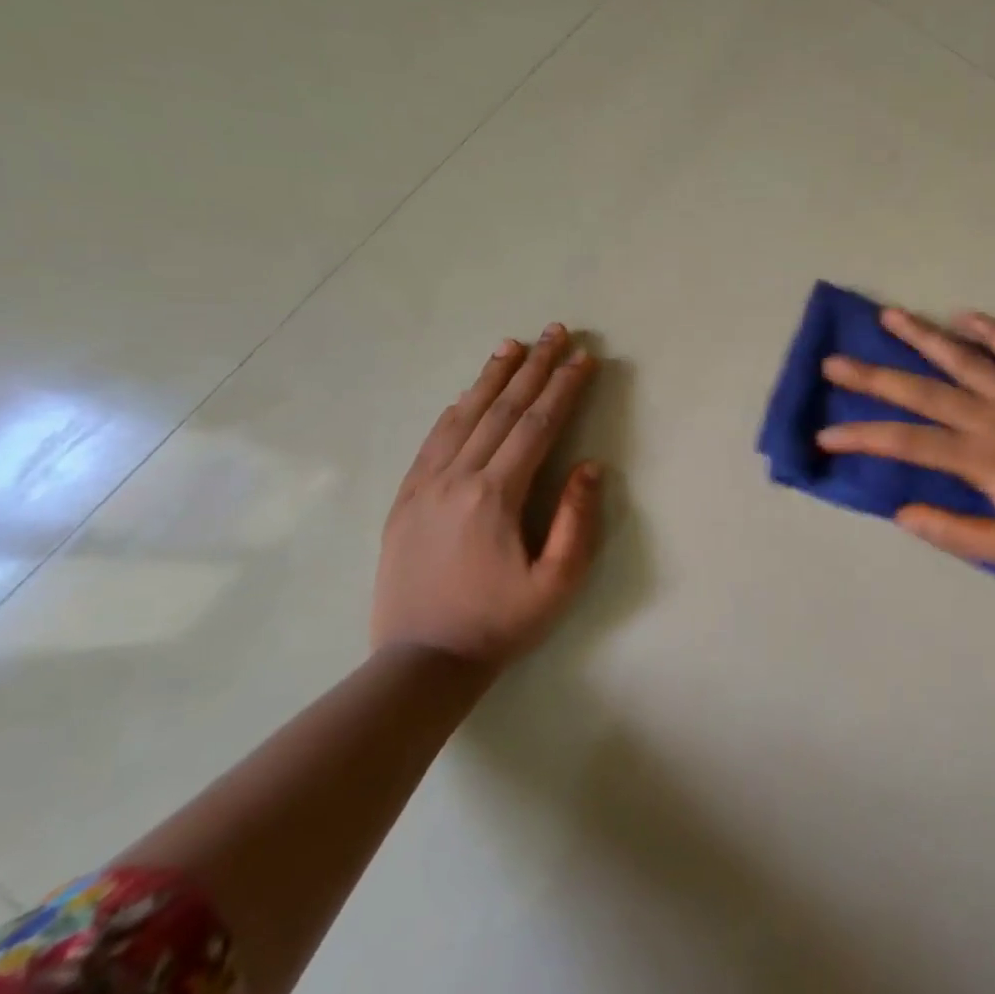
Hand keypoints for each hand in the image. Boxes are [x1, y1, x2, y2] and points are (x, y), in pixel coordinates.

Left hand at [371, 325, 602, 668]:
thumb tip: (590, 466)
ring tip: (513, 345)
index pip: (537, 426)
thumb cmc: (498, 624)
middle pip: (502, 409)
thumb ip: (577, 521)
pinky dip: (456, 408)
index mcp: (495, 496)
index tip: (584, 357)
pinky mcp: (405, 498)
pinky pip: (433, 439)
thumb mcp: (556, 584)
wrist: (420, 663)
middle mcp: (457, 478)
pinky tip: (468, 393)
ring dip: (492, 377)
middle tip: (555, 331)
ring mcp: (424, 485)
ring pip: (463, 416)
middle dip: (534, 367)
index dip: (564, 388)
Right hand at [815, 307, 994, 577]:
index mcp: (981, 459)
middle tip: (835, 361)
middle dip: (873, 376)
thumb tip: (902, 512)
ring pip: (964, 358)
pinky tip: (968, 315)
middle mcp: (994, 417)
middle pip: (922, 391)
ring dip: (923, 336)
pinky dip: (993, 330)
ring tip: (889, 316)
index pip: (906, 443)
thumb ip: (954, 532)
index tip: (826, 432)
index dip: (861, 436)